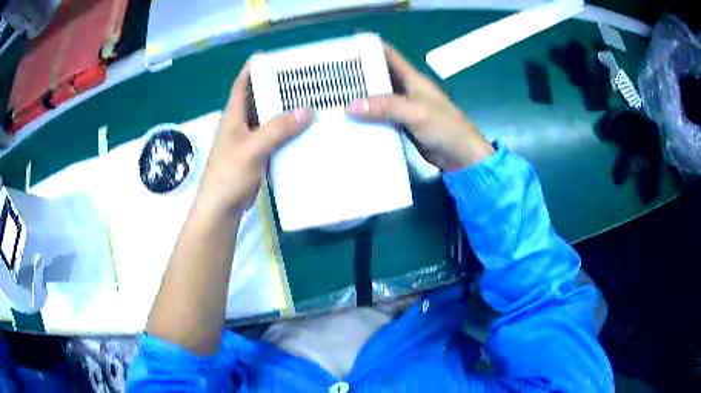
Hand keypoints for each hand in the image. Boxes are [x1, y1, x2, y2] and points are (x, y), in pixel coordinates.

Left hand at [198, 62, 312, 214]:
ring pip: (267, 118)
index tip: (273, 57)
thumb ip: (277, 129)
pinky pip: (273, 137)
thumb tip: (307, 111)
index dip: (253, 69)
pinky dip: (285, 131)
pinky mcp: (256, 155)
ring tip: (308, 100)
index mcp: (233, 116)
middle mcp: (240, 124)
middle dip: (276, 87)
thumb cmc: (229, 175)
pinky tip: (303, 130)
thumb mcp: (252, 149)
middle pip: (258, 98)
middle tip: (301, 78)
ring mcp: (248, 140)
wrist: (222, 208)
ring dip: (283, 110)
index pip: (242, 84)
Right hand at [347, 42, 493, 170]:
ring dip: (361, 97)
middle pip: (380, 75)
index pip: (389, 55)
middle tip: (333, 76)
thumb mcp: (415, 112)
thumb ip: (385, 106)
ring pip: (378, 97)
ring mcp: (404, 108)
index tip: (347, 47)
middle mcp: (406, 90)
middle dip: (359, 74)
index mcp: (412, 79)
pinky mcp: (403, 125)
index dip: (370, 47)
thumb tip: (350, 106)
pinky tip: (351, 120)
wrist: (460, 155)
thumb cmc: (444, 127)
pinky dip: (368, 117)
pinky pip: (381, 117)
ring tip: (335, 97)